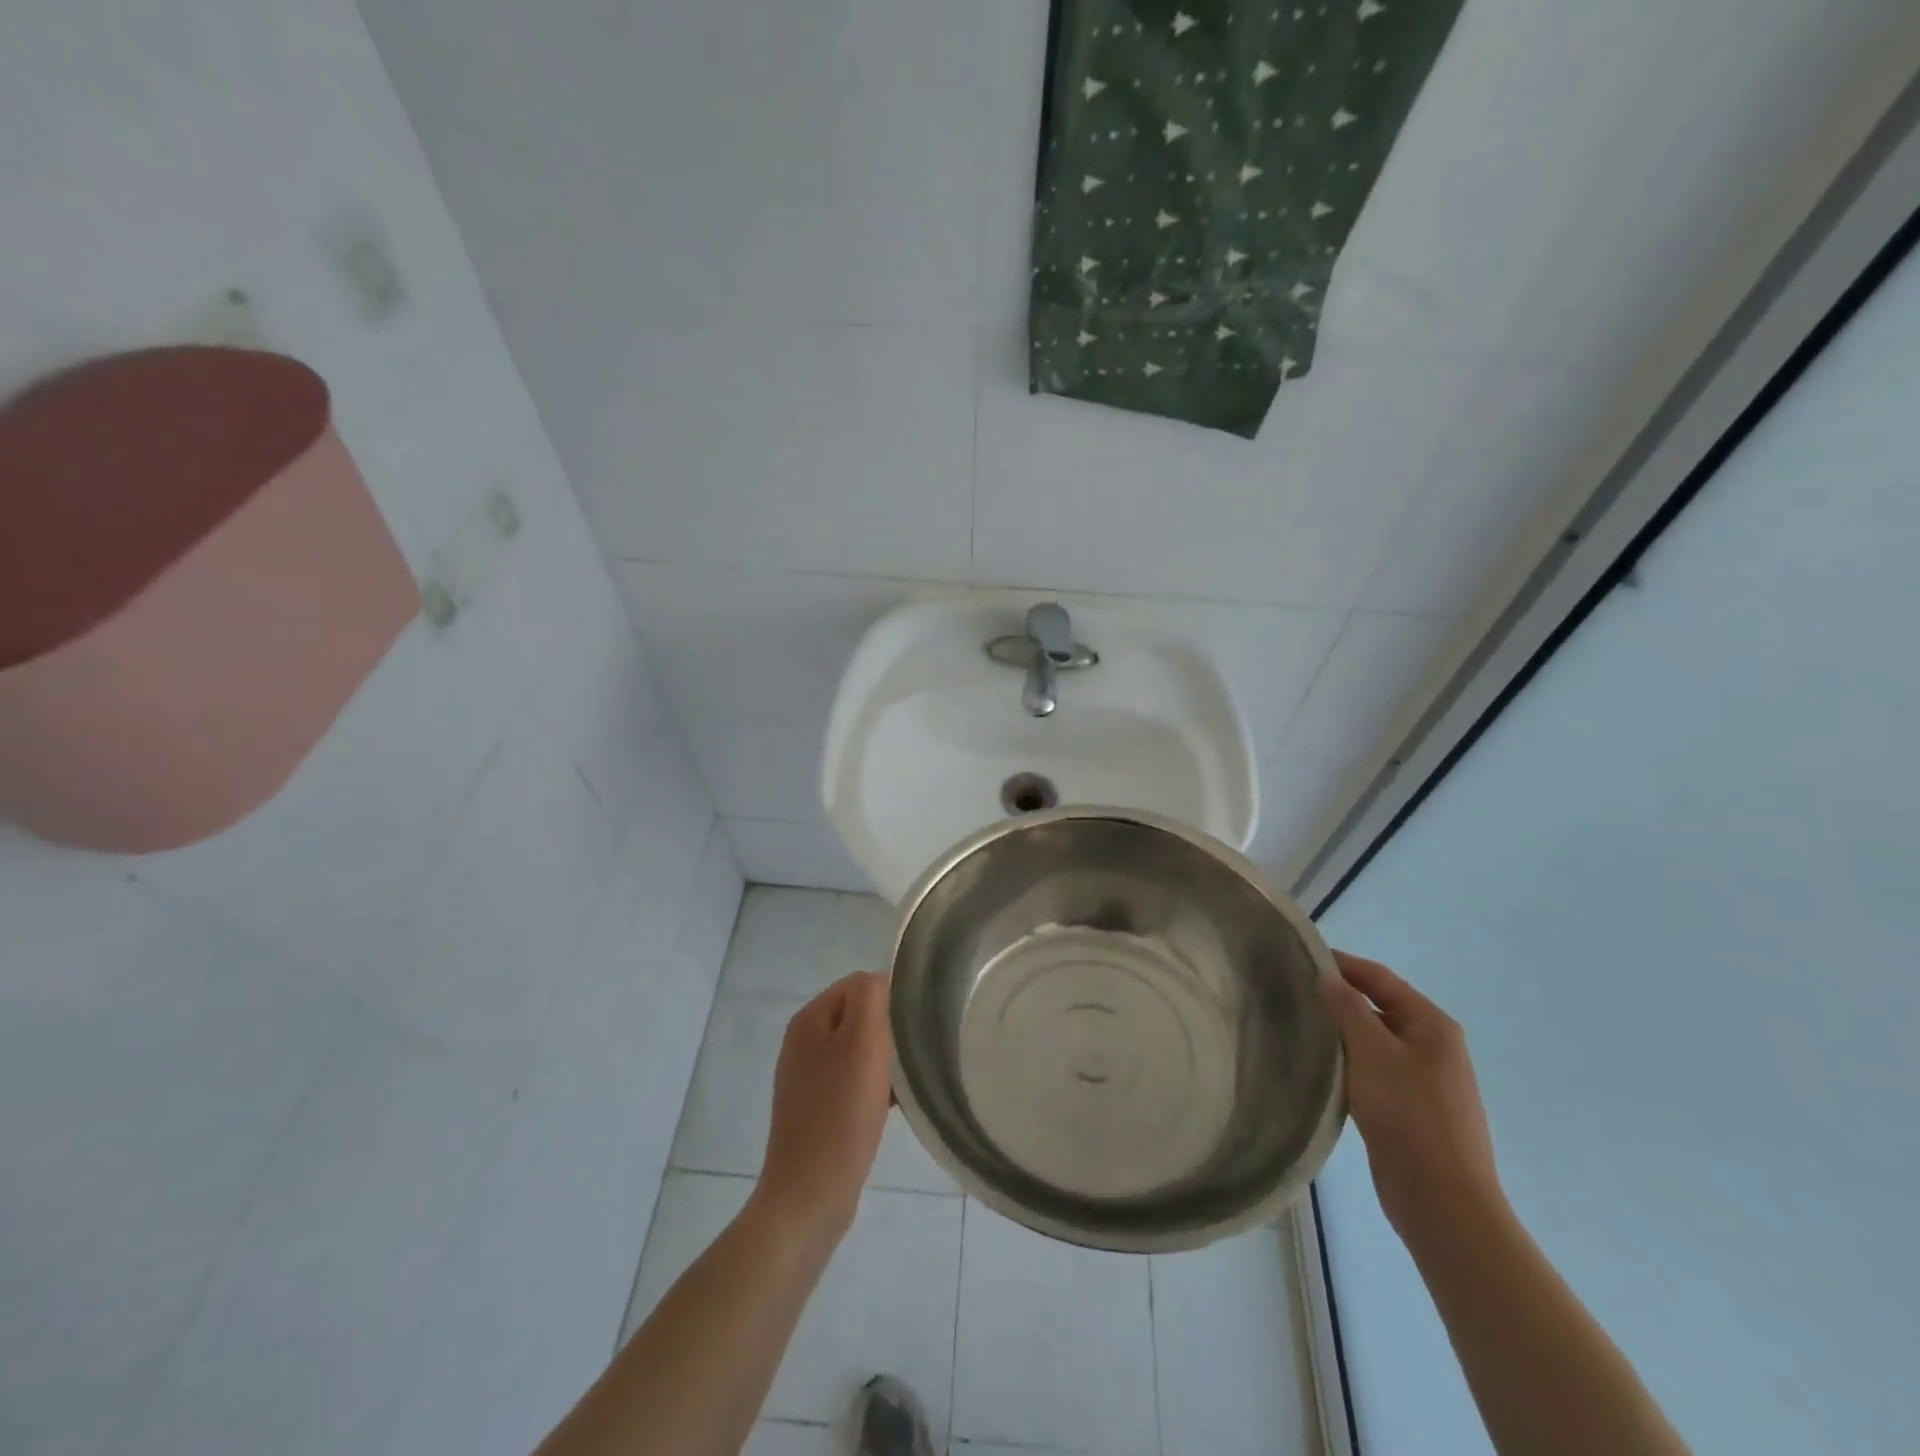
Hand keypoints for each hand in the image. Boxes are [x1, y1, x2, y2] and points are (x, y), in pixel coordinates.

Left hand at [751, 971, 893, 1250]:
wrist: (810, 1196)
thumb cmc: (840, 1115)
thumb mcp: (862, 1043)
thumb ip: (871, 997)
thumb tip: (880, 980)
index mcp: (808, 1019)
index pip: (859, 984)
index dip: (889, 1000)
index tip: (911, 1029)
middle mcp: (802, 1042)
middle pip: (859, 1016)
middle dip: (887, 1031)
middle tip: (910, 1056)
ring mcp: (806, 1078)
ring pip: (859, 1050)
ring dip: (884, 1061)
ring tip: (904, 1083)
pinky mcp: (816, 1109)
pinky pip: (853, 1081)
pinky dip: (874, 1087)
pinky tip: (892, 1107)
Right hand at [1322, 951, 1504, 1245]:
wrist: (1443, 1201)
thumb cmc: (1409, 1115)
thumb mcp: (1372, 1052)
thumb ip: (1347, 1007)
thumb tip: (1327, 976)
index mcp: (1432, 1025)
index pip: (1380, 978)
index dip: (1342, 964)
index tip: (1299, 957)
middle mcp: (1433, 1046)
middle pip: (1378, 1007)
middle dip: (1338, 997)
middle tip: (1292, 992)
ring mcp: (1424, 1080)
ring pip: (1374, 1040)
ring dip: (1342, 1031)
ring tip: (1300, 1026)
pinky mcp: (1411, 1109)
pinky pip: (1374, 1070)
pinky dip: (1349, 1061)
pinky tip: (1323, 1067)